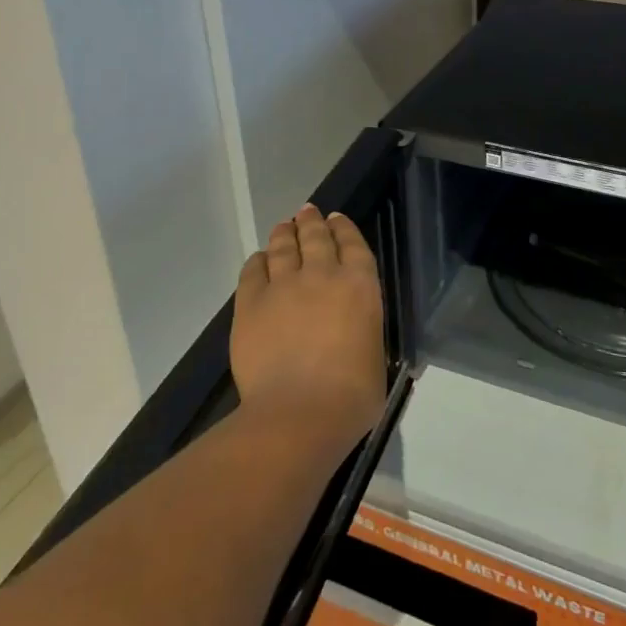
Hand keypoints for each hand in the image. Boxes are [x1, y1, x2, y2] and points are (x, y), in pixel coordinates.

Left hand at [231, 204, 386, 451]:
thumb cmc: (352, 396)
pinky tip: (259, 259)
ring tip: (285, 226)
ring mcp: (283, 285)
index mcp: (360, 286)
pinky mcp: (250, 303)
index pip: (353, 244)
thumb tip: (354, 336)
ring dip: (285, 233)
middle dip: (312, 222)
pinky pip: (253, 271)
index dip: (344, 228)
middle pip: (315, 237)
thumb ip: (363, 332)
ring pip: (283, 246)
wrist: (299, 413)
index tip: (336, 219)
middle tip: (307, 212)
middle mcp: (322, 274)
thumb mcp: (375, 356)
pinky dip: (258, 261)